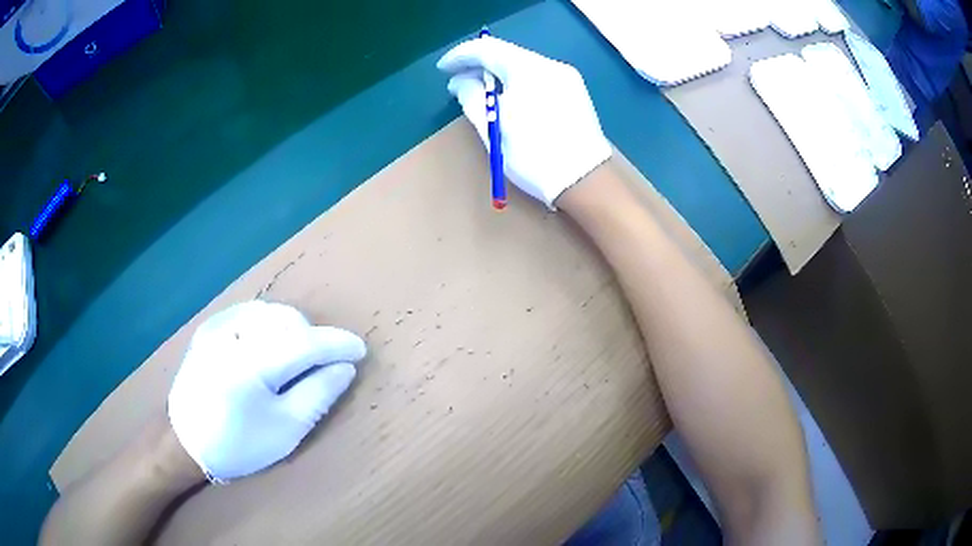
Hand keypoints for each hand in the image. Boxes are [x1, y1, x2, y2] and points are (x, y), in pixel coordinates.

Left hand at [168, 300, 366, 481]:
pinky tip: (270, 346)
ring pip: (270, 313)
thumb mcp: (285, 430)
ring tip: (297, 358)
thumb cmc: (238, 444)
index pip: (306, 342)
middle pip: (288, 321)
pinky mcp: (209, 327)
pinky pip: (250, 314)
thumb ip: (317, 394)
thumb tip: (344, 367)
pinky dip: (270, 325)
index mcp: (251, 365)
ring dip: (293, 330)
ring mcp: (218, 326)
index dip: (337, 344)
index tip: (360, 349)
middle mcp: (233, 335)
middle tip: (324, 366)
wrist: (184, 440)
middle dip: (313, 339)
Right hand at [437, 36, 612, 207]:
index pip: (487, 49)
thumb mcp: (493, 127)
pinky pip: (538, 77)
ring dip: (498, 74)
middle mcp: (551, 65)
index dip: (460, 56)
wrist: (586, 181)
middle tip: (457, 81)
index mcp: (529, 69)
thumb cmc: (534, 156)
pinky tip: (509, 97)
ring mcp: (567, 78)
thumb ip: (471, 97)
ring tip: (480, 91)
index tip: (443, 69)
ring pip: (523, 66)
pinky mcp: (575, 92)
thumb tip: (460, 82)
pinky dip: (518, 82)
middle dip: (479, 64)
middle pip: (508, 54)